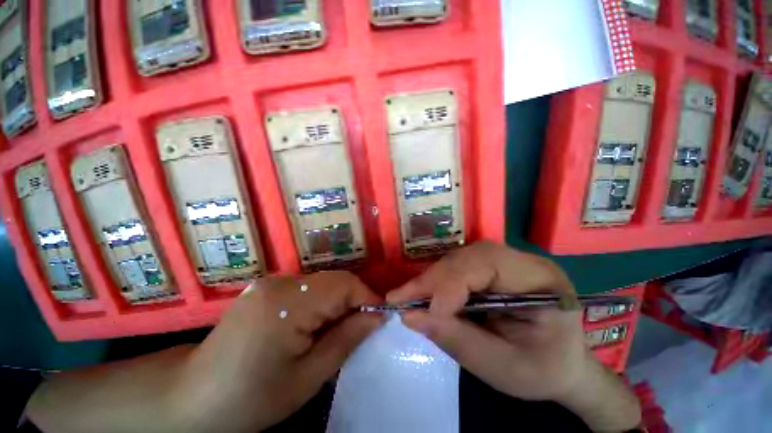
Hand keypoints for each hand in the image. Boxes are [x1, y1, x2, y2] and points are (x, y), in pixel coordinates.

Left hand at [175, 271, 383, 431]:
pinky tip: (315, 325)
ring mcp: (271, 282)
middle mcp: (280, 282)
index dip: (368, 298)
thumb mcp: (307, 378)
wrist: (191, 399)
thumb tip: (377, 317)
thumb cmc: (250, 399)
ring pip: (323, 283)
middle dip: (354, 301)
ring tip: (339, 330)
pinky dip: (322, 302)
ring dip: (338, 302)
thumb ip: (346, 340)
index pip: (344, 284)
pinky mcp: (267, 288)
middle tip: (361, 329)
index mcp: (288, 303)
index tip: (380, 319)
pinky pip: (308, 288)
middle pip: (334, 280)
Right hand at [387, 242, 640, 430]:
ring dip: (431, 280)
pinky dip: (437, 281)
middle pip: (467, 258)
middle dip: (433, 280)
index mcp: (540, 280)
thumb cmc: (540, 370)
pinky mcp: (489, 267)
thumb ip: (456, 340)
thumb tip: (409, 316)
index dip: (451, 285)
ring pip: (457, 260)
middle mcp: (521, 260)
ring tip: (408, 297)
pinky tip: (424, 294)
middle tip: (400, 299)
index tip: (425, 312)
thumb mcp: (502, 368)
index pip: (487, 265)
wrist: (560, 364)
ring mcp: (504, 260)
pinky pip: (456, 267)